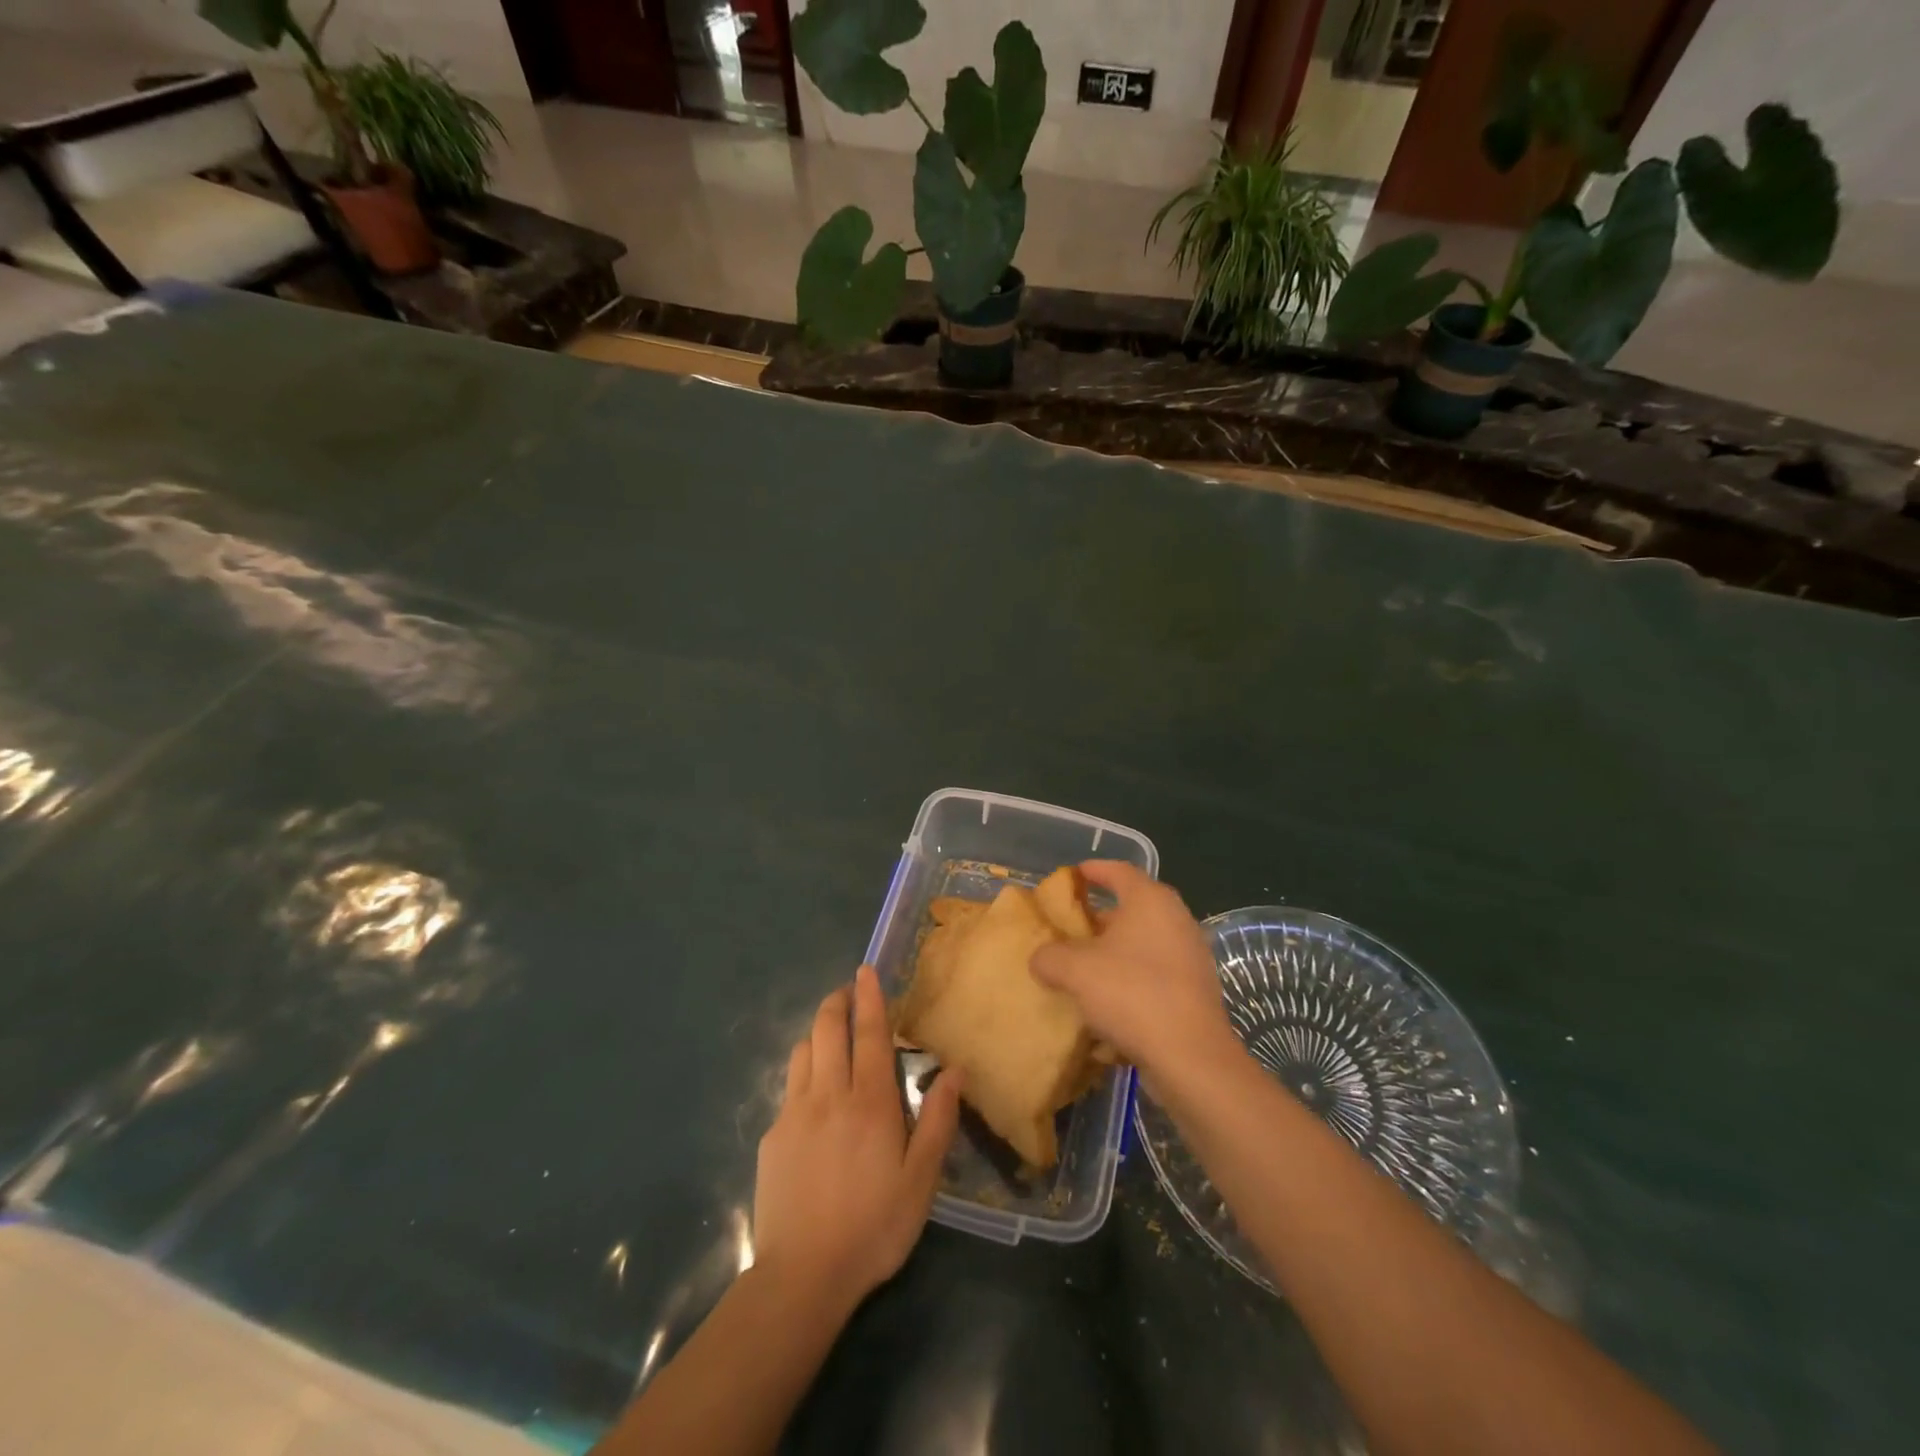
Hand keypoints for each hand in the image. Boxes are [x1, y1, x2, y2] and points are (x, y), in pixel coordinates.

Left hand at [752, 965, 962, 1311]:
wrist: (802, 1276)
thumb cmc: (873, 1227)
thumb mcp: (921, 1181)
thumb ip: (937, 1121)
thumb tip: (954, 1072)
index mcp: (870, 1102)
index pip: (870, 1034)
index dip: (869, 998)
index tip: (865, 969)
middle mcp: (829, 1095)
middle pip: (827, 1029)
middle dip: (837, 1002)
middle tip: (848, 993)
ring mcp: (795, 1113)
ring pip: (803, 1051)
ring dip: (818, 1033)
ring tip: (832, 1038)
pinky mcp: (773, 1137)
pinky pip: (789, 1088)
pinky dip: (804, 1073)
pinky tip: (813, 1098)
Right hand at [1030, 861, 1236, 1088]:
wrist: (1190, 1056)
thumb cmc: (1131, 993)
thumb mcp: (1075, 971)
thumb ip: (1050, 956)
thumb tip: (1041, 958)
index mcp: (1150, 900)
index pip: (1119, 871)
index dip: (1094, 870)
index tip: (1073, 876)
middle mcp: (1176, 919)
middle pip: (1133, 907)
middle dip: (1101, 917)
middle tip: (1071, 928)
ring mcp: (1191, 954)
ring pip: (1145, 942)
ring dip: (1116, 950)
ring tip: (1085, 967)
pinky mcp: (1195, 989)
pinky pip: (1156, 971)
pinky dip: (1132, 977)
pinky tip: (1109, 1001)